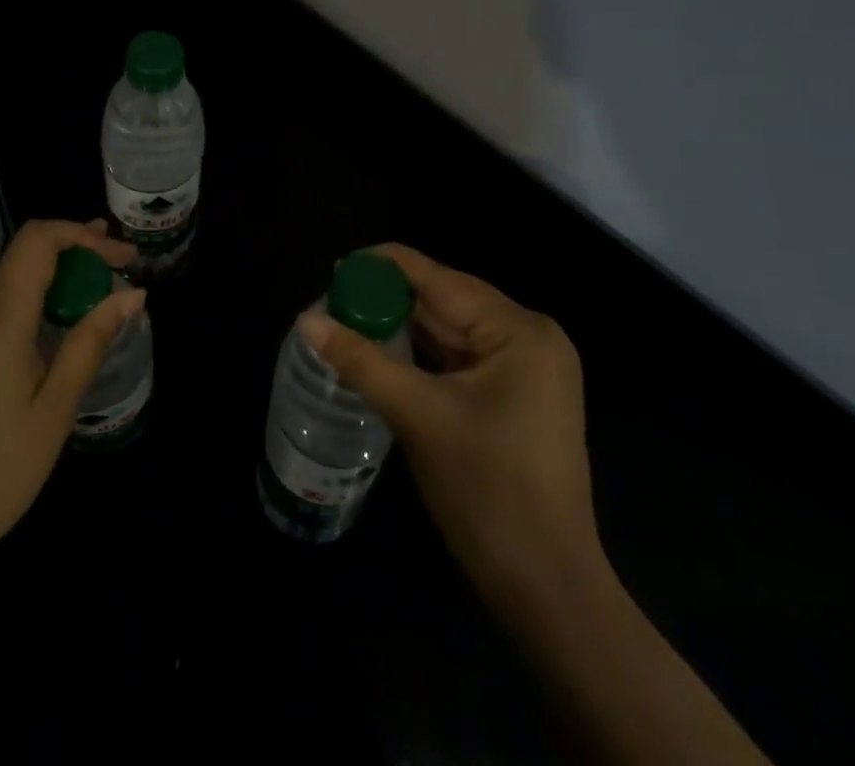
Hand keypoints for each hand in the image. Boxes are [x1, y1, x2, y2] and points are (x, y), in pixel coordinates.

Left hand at [0, 219, 142, 594]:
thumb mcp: (55, 409)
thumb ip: (91, 342)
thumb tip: (132, 293)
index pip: (37, 240)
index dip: (83, 235)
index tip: (123, 256)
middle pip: (26, 253)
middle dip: (77, 247)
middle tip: (122, 261)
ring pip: (14, 276)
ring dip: (60, 271)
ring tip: (102, 281)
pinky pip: (2, 304)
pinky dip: (39, 296)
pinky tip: (63, 320)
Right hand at [298, 243, 599, 628]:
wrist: (547, 589)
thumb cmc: (488, 492)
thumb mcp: (419, 416)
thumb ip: (362, 361)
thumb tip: (307, 320)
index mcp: (519, 330)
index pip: (441, 278)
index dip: (386, 267)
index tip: (337, 265)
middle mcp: (529, 339)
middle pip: (447, 302)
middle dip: (390, 301)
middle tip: (332, 298)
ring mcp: (527, 371)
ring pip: (452, 333)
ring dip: (403, 329)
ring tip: (347, 319)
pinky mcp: (516, 398)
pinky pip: (461, 361)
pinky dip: (423, 357)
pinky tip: (383, 352)